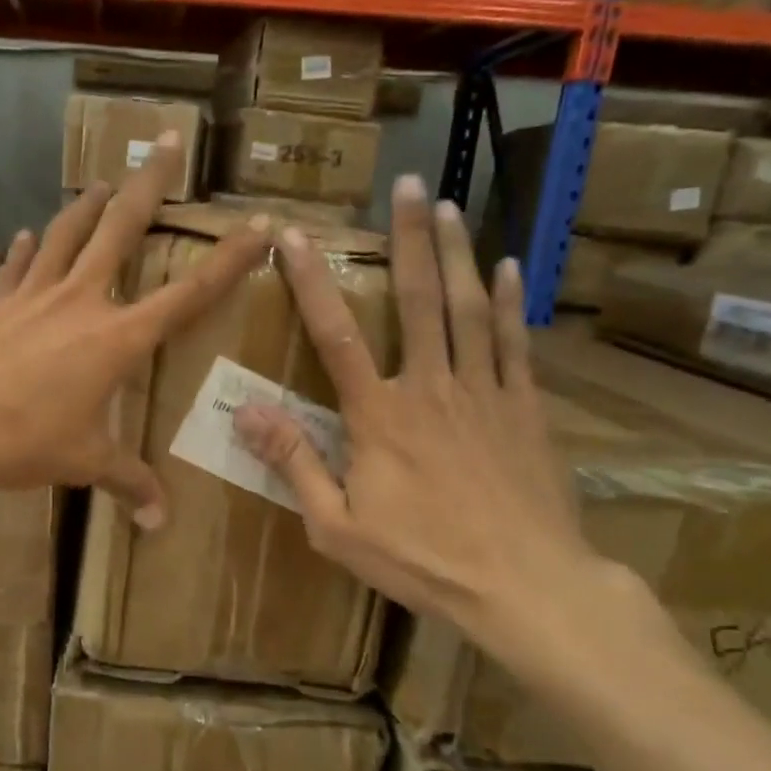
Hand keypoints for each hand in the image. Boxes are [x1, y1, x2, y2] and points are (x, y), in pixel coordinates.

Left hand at [0, 132, 269, 523]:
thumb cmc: (21, 439)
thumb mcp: (83, 463)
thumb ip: (127, 483)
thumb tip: (159, 523)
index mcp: (116, 338)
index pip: (188, 294)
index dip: (228, 261)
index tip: (258, 225)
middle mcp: (80, 301)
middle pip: (121, 230)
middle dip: (149, 184)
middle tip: (168, 140)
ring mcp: (31, 293)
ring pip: (66, 233)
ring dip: (87, 204)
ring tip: (102, 180)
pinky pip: (15, 265)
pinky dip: (25, 249)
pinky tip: (26, 235)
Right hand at [232, 177, 594, 667]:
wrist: (525, 585)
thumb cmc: (421, 559)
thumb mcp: (337, 526)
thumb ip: (293, 462)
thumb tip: (245, 411)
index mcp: (378, 415)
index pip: (335, 335)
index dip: (311, 282)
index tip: (294, 237)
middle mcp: (430, 387)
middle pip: (417, 300)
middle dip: (409, 239)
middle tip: (408, 185)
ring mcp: (483, 392)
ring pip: (468, 308)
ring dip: (457, 253)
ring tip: (450, 206)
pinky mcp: (524, 408)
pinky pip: (513, 343)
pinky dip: (509, 301)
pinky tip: (508, 267)